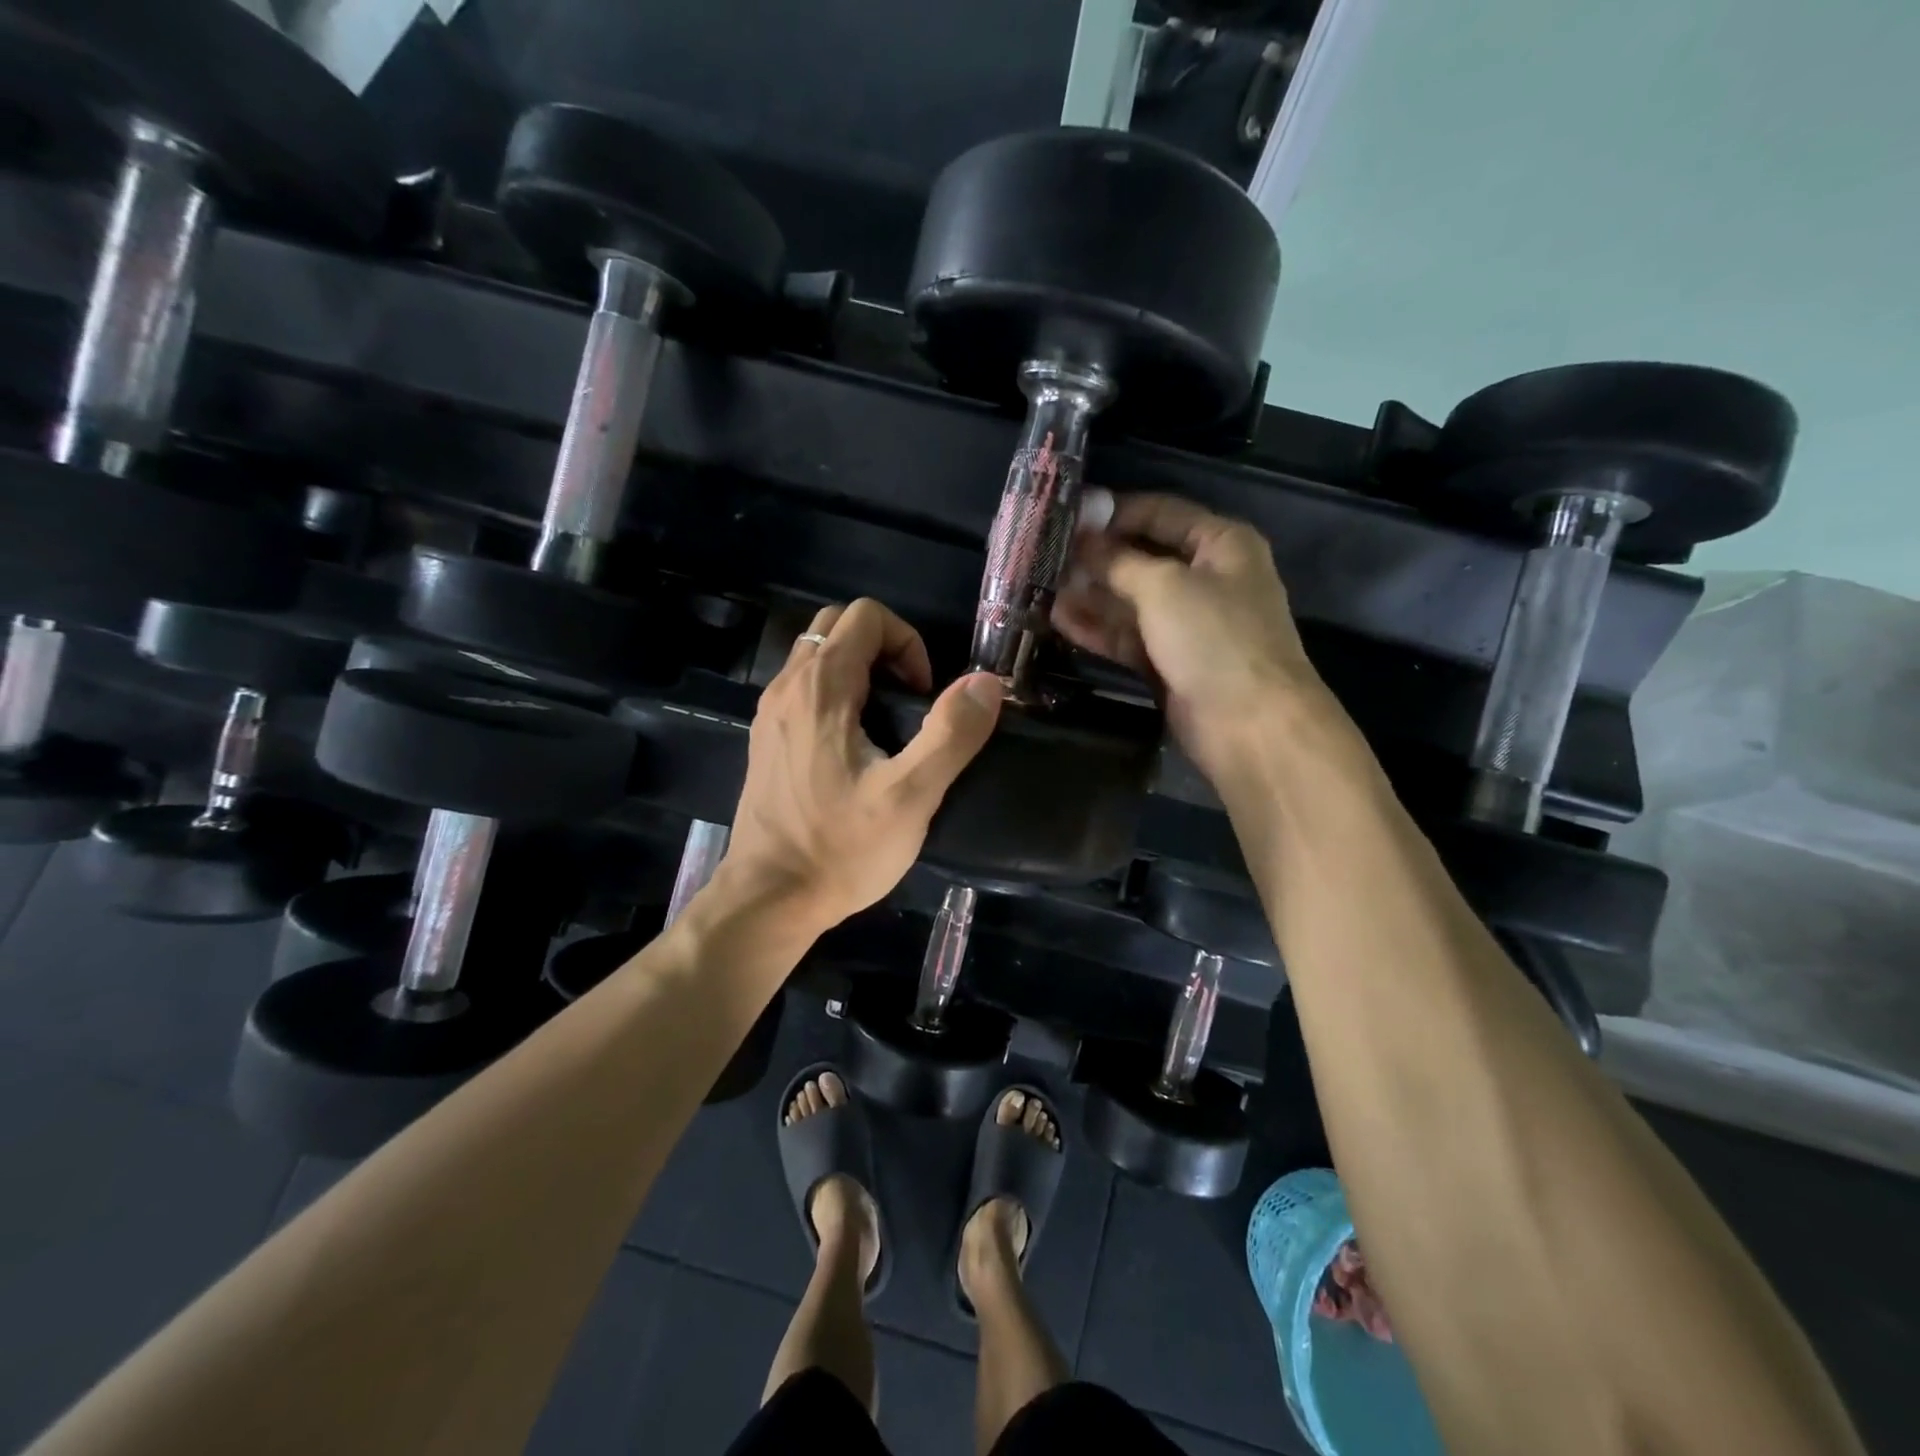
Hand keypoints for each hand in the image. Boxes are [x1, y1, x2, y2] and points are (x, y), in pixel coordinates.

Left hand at [724, 598, 1003, 933]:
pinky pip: (803, 689)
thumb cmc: (841, 848)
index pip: (866, 616)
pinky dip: (835, 695)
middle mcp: (787, 687)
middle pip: (838, 626)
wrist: (768, 899)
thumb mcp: (910, 796)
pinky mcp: (766, 740)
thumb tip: (986, 682)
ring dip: (859, 671)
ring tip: (887, 725)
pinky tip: (854, 748)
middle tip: (909, 703)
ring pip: (817, 657)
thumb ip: (951, 733)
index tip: (924, 696)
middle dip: (884, 650)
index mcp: (821, 688)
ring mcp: (770, 714)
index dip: (908, 642)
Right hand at [1053, 491, 1324, 783]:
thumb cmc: (1214, 637)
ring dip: (1090, 595)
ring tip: (1042, 588)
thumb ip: (1118, 561)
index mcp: (1221, 544)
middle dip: (1096, 559)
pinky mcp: (1169, 661)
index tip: (1068, 517)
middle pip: (1142, 558)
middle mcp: (1206, 578)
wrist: (1249, 724)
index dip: (1115, 512)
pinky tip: (1058, 620)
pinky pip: (1128, 636)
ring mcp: (1187, 623)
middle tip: (1046, 556)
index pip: (1162, 513)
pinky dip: (1098, 629)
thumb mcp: (1164, 587)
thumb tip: (1082, 541)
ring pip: (1130, 601)